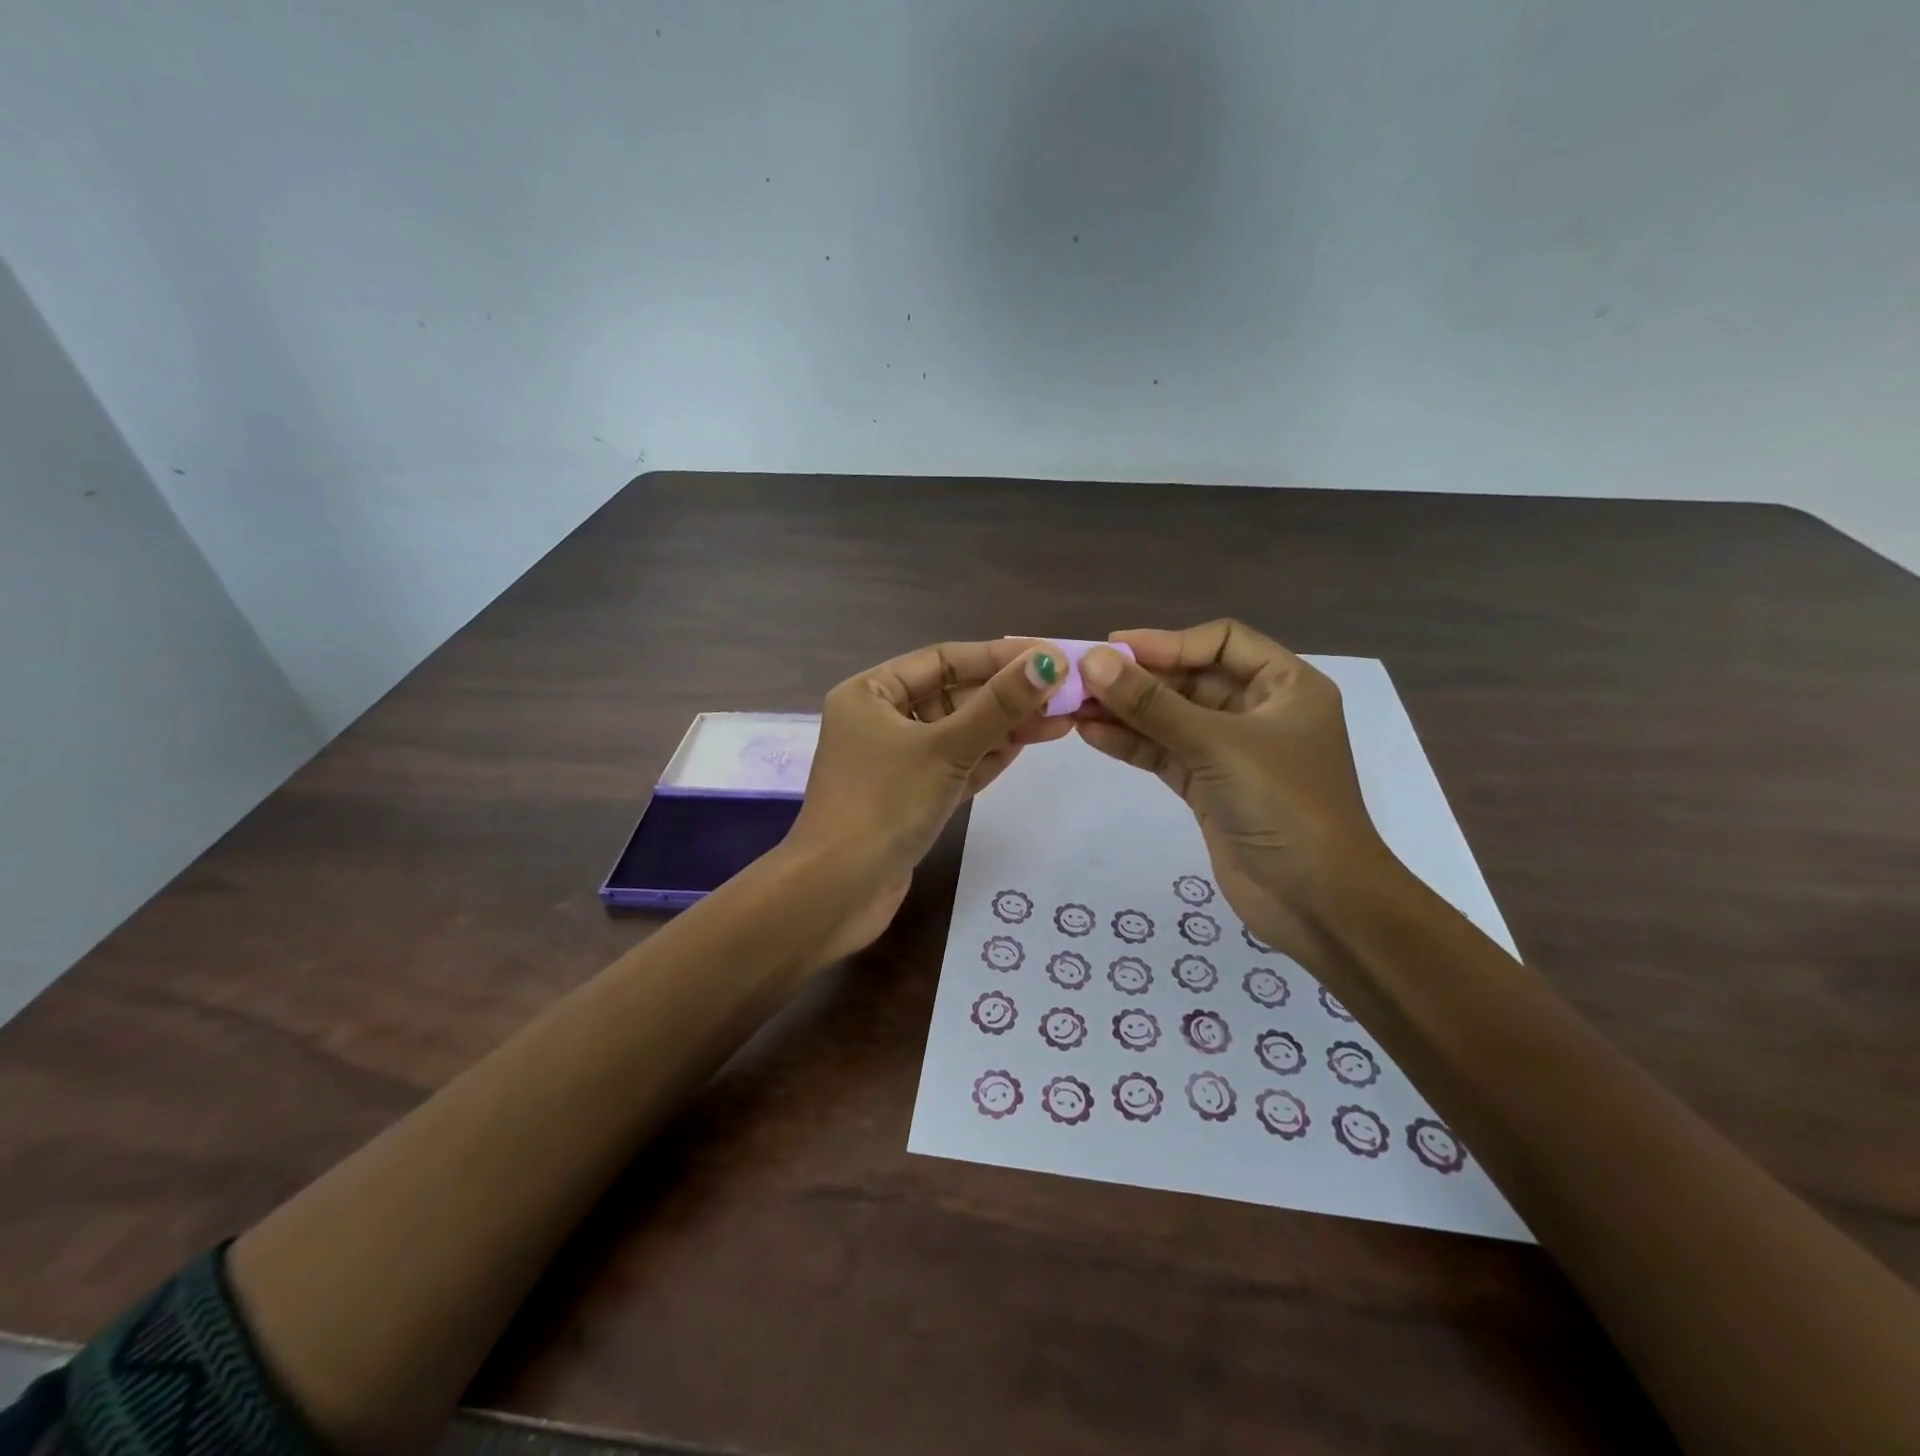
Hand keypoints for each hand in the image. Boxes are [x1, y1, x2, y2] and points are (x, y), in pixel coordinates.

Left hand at [785, 638, 1071, 956]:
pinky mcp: (910, 797)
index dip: (998, 657)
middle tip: (1064, 695)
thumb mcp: (945, 748)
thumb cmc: (885, 804)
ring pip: (958, 733)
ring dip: (1004, 727)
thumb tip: (1049, 661)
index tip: (1050, 658)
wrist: (838, 892)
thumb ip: (999, 706)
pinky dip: (987, 758)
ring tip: (1060, 721)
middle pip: (953, 696)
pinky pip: (954, 766)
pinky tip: (1026, 748)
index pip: (943, 660)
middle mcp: (879, 720)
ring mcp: (895, 761)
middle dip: (1006, 696)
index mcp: (871, 693)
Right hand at [1074, 620, 1394, 965]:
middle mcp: (1260, 711)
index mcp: (1285, 685)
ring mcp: (1233, 752)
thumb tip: (1092, 661)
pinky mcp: (1210, 788)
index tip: (1114, 649)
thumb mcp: (1217, 745)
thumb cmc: (1283, 805)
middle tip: (1081, 678)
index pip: (1221, 642)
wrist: (1318, 902)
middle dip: (1138, 679)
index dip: (1167, 641)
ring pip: (1172, 719)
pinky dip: (1132, 744)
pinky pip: (1166, 753)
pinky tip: (1092, 735)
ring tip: (1073, 707)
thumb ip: (1152, 704)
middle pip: (1191, 679)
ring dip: (1126, 712)